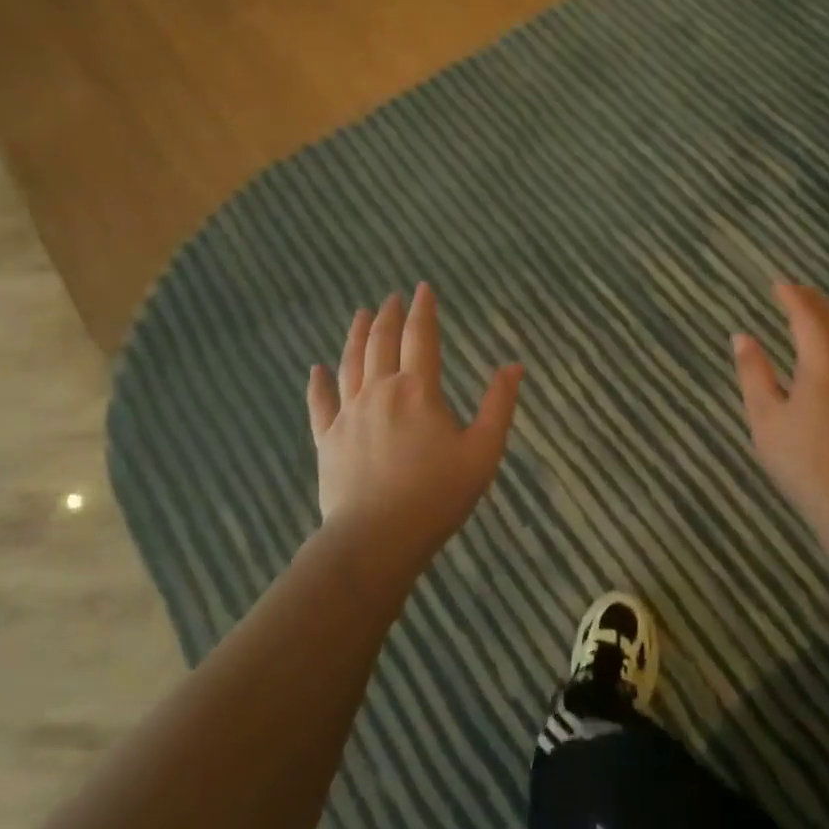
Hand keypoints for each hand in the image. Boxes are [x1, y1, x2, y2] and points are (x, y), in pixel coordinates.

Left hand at [307, 284, 522, 563]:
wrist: (376, 540)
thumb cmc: (437, 495)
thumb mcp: (483, 451)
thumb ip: (498, 405)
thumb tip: (513, 366)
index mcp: (418, 390)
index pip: (420, 337)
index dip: (423, 310)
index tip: (423, 288)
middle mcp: (380, 391)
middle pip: (382, 342)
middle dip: (389, 316)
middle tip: (391, 297)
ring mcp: (349, 414)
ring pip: (350, 363)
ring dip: (356, 335)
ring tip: (361, 314)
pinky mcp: (327, 440)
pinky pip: (320, 403)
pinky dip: (317, 383)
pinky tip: (315, 368)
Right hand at [732, 283, 828, 552]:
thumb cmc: (802, 461)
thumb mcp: (765, 417)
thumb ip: (753, 372)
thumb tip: (741, 336)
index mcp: (822, 364)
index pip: (807, 317)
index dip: (792, 297)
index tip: (776, 283)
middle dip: (815, 301)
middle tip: (794, 290)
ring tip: (813, 311)